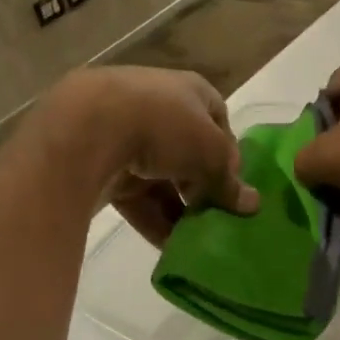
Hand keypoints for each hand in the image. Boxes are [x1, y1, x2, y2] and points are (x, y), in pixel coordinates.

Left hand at [36, 67, 257, 244]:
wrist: (87, 127)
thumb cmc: (164, 125)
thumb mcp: (211, 152)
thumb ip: (230, 181)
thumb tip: (252, 205)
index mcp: (188, 91)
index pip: (218, 121)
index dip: (229, 154)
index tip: (234, 186)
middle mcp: (157, 108)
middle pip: (188, 153)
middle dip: (202, 186)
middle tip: (216, 217)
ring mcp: (125, 134)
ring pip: (160, 178)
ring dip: (179, 209)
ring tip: (196, 239)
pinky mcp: (100, 164)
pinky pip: (134, 196)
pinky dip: (152, 219)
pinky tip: (169, 248)